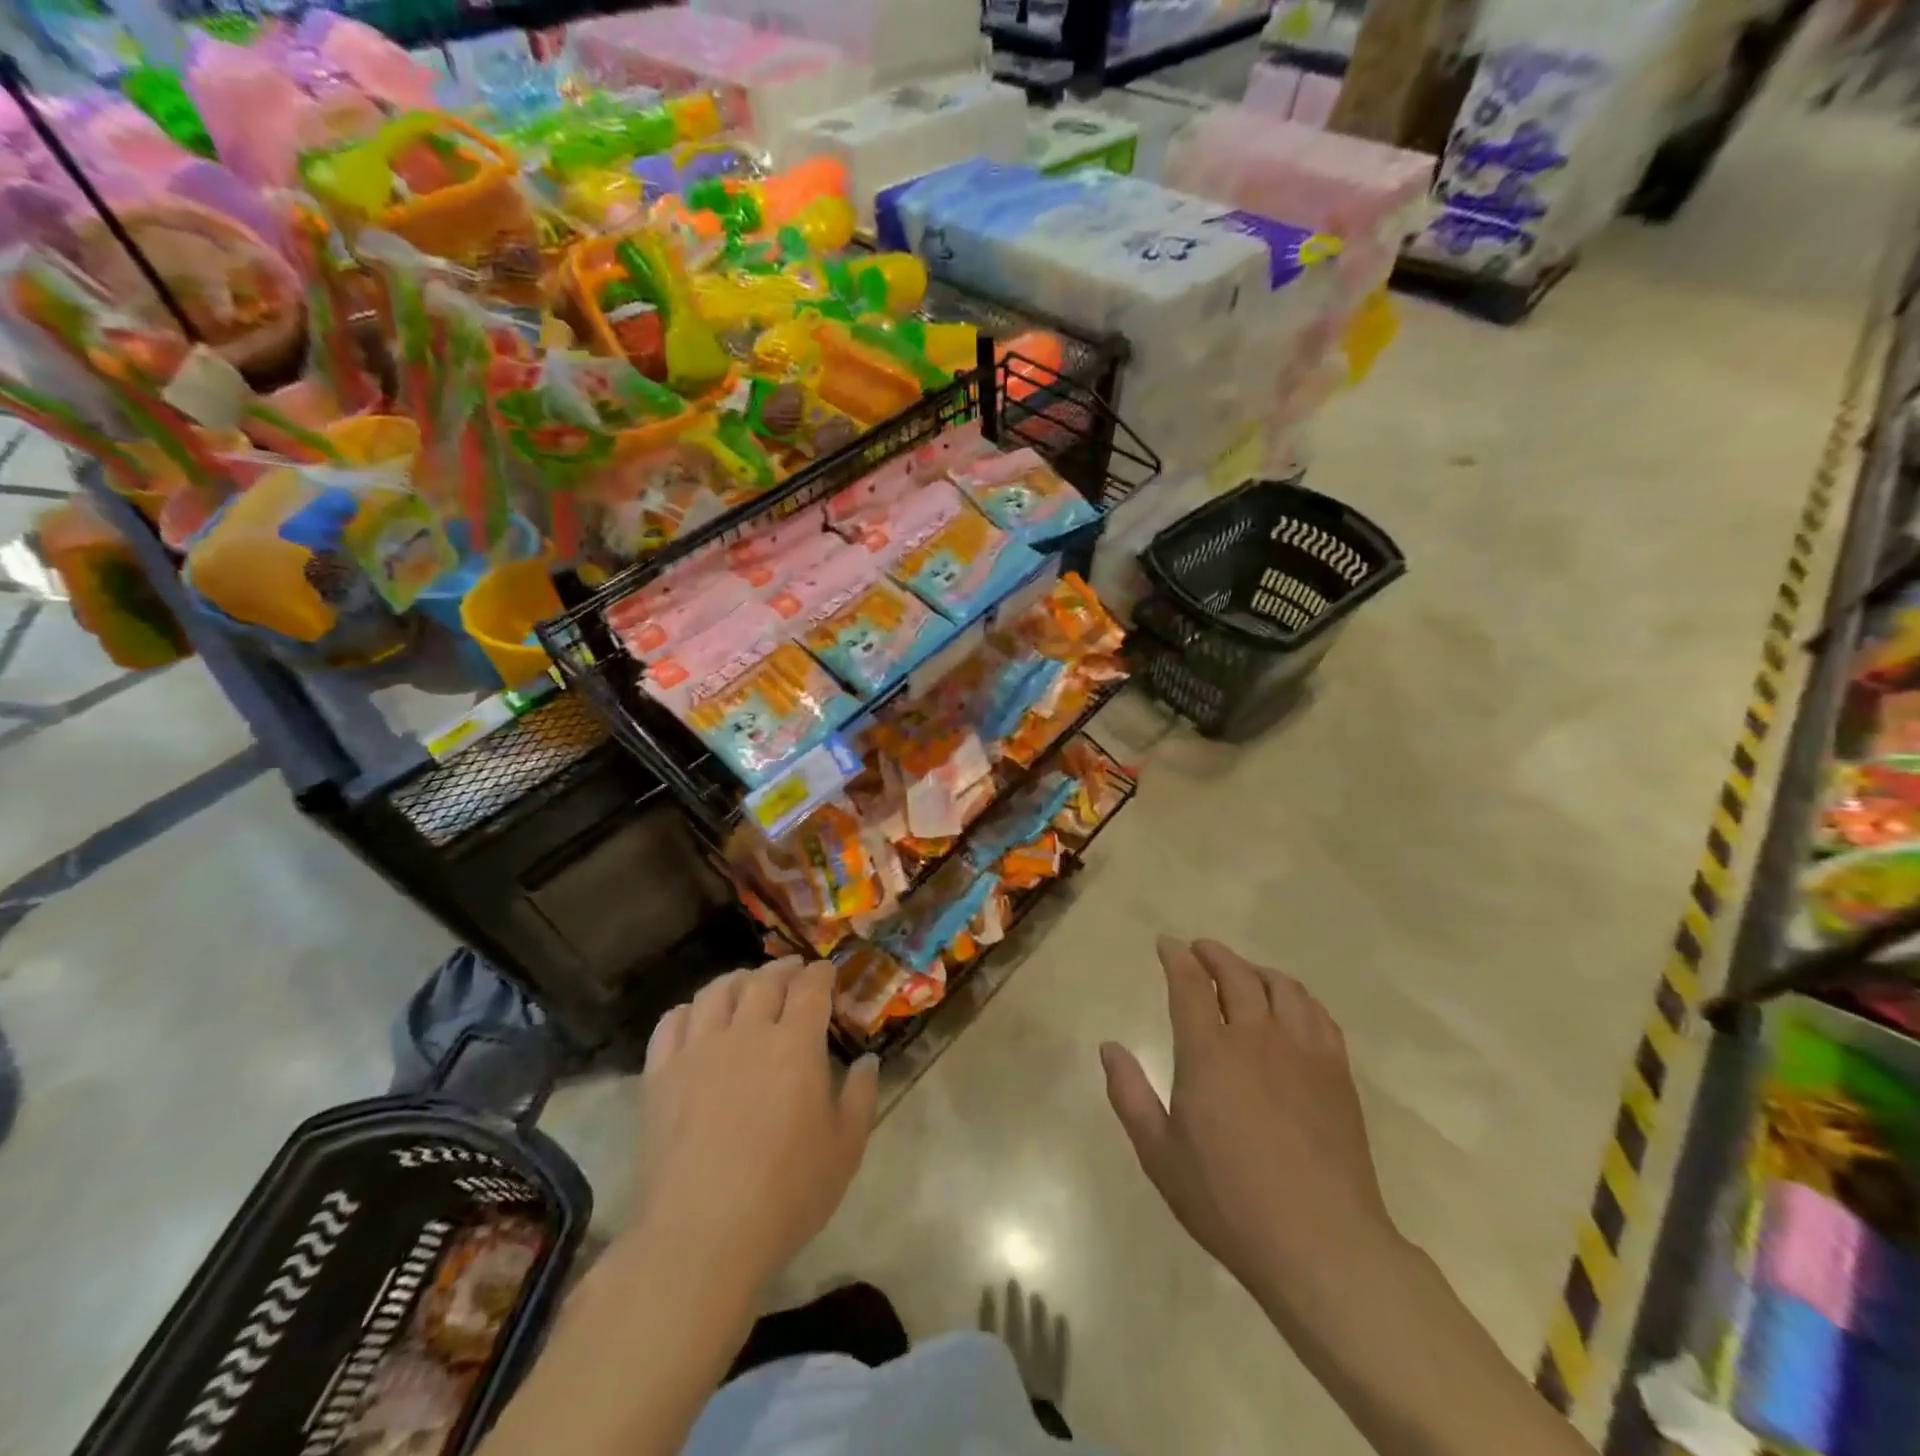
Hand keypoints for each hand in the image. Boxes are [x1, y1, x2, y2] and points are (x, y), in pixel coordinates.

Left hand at [630, 957, 878, 1288]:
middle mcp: (747, 1033)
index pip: (810, 988)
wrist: (700, 1236)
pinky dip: (690, 1009)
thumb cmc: (785, 1195)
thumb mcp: (844, 1150)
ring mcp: (698, 1050)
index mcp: (795, 1044)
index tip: (827, 972)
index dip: (821, 974)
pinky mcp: (660, 1075)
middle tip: (793, 971)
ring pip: (717, 992)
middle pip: (764, 981)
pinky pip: (672, 1022)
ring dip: (738, 979)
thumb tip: (869, 1060)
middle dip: (784, 969)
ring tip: (747, 983)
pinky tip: (698, 1016)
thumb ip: (861, 1097)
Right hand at [1101, 937, 1397, 1314]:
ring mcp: (1302, 1052)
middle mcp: (1255, 1037)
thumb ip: (1129, 1095)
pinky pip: (1317, 1014)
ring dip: (1256, 969)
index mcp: (1208, 1052)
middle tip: (1199, 950)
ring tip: (1244, 972)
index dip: (1176, 957)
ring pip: (1281, 987)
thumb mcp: (1160, 1155)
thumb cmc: (1228, 1201)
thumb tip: (1109, 1048)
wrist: (1321, 1244)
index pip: (1189, 984)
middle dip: (1213, 955)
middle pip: (1236, 974)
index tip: (1167, 944)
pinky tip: (1291, 1006)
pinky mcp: (1337, 1072)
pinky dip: (1297, 996)